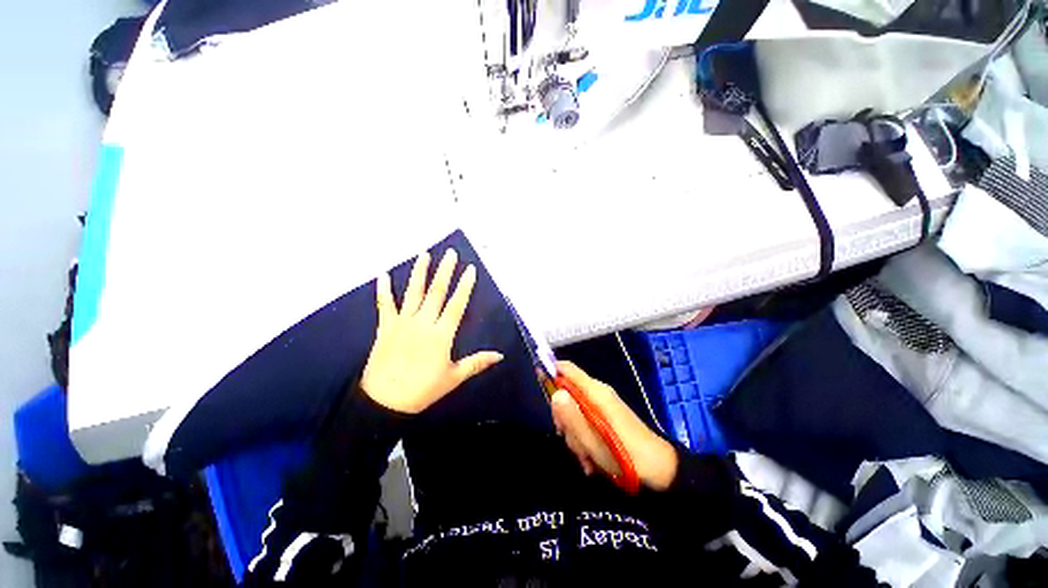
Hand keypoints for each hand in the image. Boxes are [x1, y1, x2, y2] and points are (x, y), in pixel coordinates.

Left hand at [360, 250, 502, 413]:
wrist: (384, 402)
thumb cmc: (422, 389)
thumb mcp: (453, 377)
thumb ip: (477, 363)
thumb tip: (500, 355)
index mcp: (441, 334)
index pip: (456, 305)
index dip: (464, 286)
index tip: (470, 269)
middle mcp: (423, 323)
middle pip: (436, 292)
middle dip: (445, 271)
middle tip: (450, 253)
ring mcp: (402, 323)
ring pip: (413, 293)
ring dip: (419, 272)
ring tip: (424, 254)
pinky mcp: (385, 327)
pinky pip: (385, 305)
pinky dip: (384, 290)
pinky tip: (383, 274)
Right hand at [550, 361, 677, 490]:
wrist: (661, 472)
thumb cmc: (627, 457)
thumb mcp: (594, 442)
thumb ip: (572, 417)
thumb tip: (555, 393)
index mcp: (595, 392)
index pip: (566, 368)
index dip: (550, 372)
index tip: (541, 391)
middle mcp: (598, 393)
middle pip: (567, 393)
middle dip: (564, 417)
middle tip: (572, 439)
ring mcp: (603, 405)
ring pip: (574, 411)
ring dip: (575, 434)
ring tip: (587, 457)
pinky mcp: (607, 416)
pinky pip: (585, 421)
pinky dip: (584, 438)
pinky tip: (592, 459)